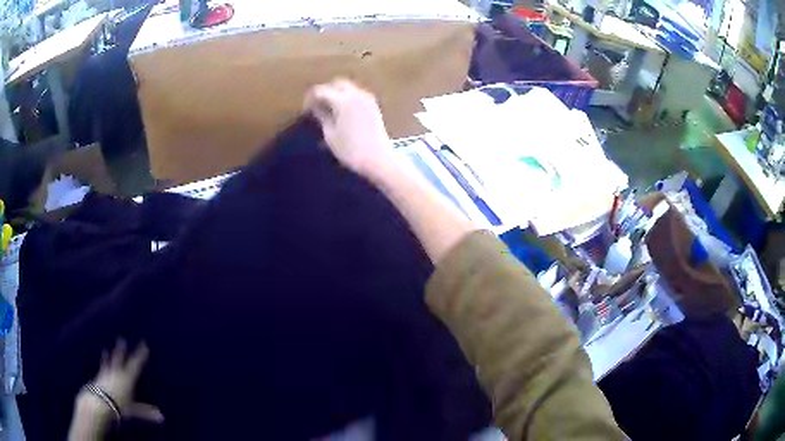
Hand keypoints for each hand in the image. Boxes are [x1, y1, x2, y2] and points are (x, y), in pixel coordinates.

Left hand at [70, 340, 162, 439]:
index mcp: (124, 378)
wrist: (96, 403)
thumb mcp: (133, 411)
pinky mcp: (96, 378)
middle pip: (119, 358)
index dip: (139, 354)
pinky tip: (100, 363)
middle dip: (122, 349)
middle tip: (123, 338)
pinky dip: (102, 364)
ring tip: (110, 347)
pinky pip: (100, 369)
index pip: (134, 364)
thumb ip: (145, 412)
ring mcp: (104, 374)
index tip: (144, 343)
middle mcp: (114, 372)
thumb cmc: (116, 407)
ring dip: (110, 355)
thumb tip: (163, 416)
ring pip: (108, 362)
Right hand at [304, 79, 393, 179]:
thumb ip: (322, 117)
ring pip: (349, 87)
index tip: (305, 108)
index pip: (321, 90)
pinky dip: (348, 98)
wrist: (378, 159)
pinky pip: (358, 95)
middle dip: (325, 91)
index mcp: (343, 100)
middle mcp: (356, 94)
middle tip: (316, 105)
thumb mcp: (330, 135)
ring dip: (337, 93)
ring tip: (329, 109)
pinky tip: (342, 112)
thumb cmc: (351, 150)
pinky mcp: (374, 106)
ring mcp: (367, 99)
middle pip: (337, 83)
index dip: (310, 98)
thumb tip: (315, 107)